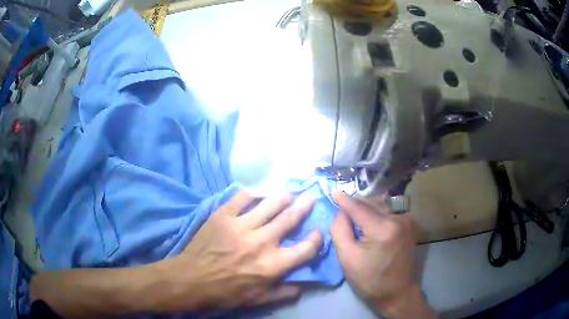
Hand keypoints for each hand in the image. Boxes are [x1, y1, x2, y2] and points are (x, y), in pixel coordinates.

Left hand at [162, 190, 322, 311]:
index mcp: (273, 265)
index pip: (306, 248)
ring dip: (283, 196)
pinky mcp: (223, 215)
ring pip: (270, 203)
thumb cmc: (226, 293)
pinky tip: (258, 193)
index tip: (317, 233)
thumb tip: (303, 285)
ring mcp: (241, 225)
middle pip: (290, 218)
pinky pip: (242, 197)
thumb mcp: (258, 300)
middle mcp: (261, 242)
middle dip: (304, 206)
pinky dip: (253, 193)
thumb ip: (284, 293)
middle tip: (310, 197)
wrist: (192, 279)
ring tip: (288, 193)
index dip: (317, 239)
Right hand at [330, 191, 435, 317]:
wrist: (398, 293)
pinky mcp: (409, 226)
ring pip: (381, 206)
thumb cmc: (370, 280)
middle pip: (371, 203)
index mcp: (383, 228)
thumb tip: (341, 212)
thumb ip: (340, 230)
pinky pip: (389, 212)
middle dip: (355, 205)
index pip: (359, 207)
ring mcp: (407, 221)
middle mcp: (398, 219)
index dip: (344, 199)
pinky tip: (370, 224)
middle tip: (342, 212)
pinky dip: (377, 214)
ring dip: (366, 209)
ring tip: (355, 218)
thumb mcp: (347, 259)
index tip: (333, 191)